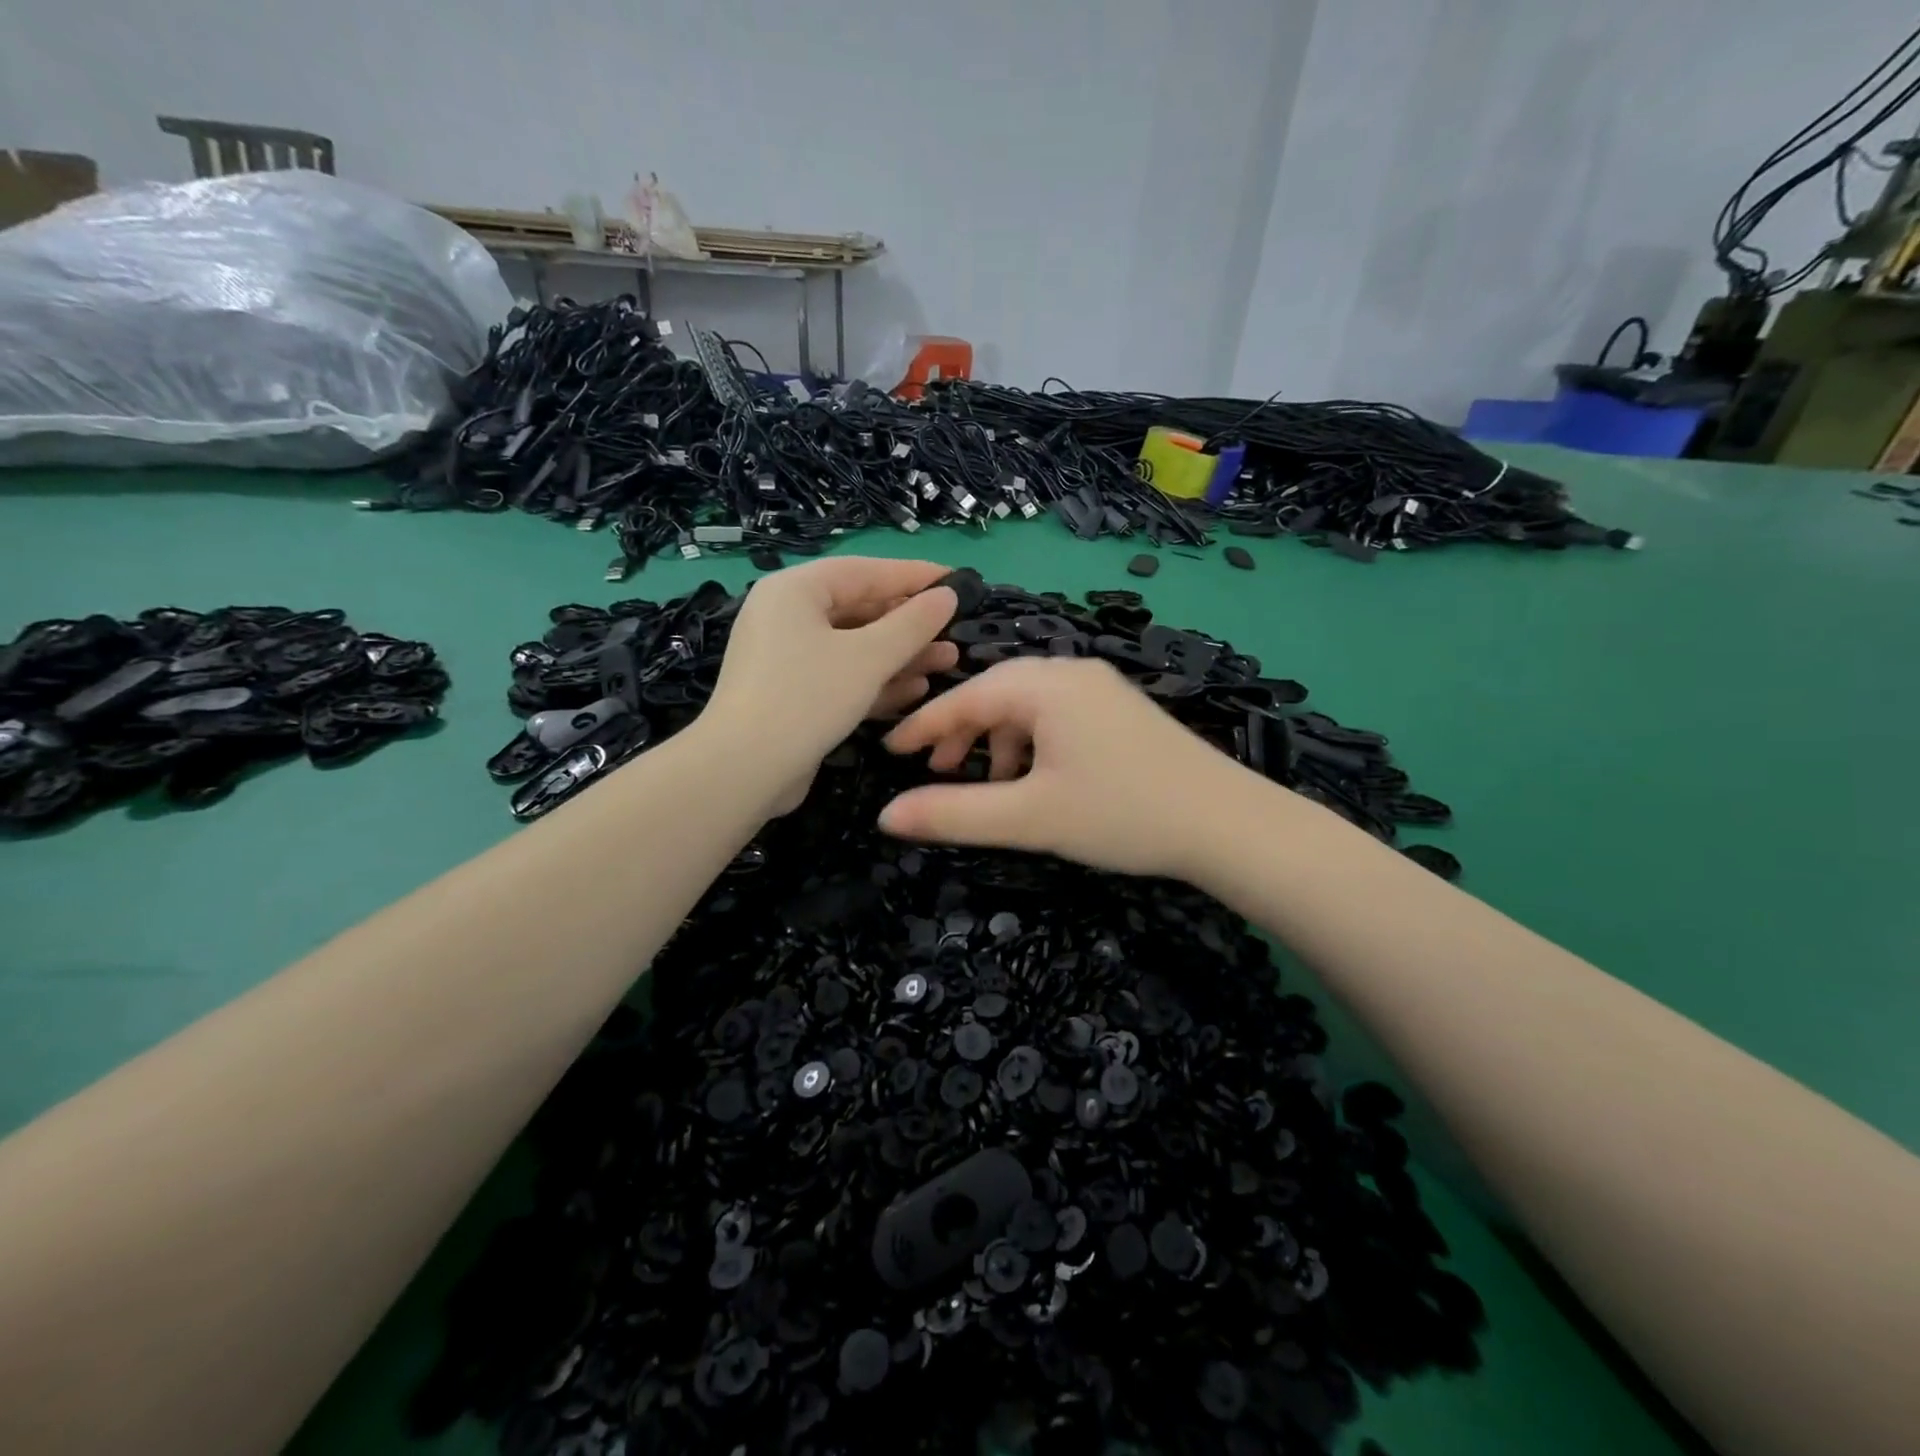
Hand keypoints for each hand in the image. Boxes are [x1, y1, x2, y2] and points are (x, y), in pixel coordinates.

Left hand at [703, 557, 959, 804]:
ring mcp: (787, 658)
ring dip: (901, 655)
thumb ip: (912, 624)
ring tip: (948, 661)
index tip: (956, 580)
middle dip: (910, 624)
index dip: (914, 576)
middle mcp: (787, 616)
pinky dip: (876, 680)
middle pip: (860, 609)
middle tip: (955, 630)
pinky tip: (916, 689)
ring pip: (855, 647)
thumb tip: (948, 595)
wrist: (744, 770)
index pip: (865, 571)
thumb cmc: (807, 698)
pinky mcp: (793, 694)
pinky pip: (842, 676)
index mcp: (795, 590)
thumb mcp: (868, 658)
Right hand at [878, 657, 1254, 878]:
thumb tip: (885, 817)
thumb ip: (953, 814)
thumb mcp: (1029, 818)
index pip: (965, 697)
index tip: (888, 750)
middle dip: (962, 733)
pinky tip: (1037, 779)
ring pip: (1028, 705)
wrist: (1228, 824)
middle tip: (938, 773)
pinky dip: (1033, 742)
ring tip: (990, 784)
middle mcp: (1072, 672)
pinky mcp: (1121, 710)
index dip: (923, 726)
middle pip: (996, 693)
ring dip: (998, 740)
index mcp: (1046, 685)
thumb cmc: (1122, 814)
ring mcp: (1102, 688)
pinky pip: (1058, 715)